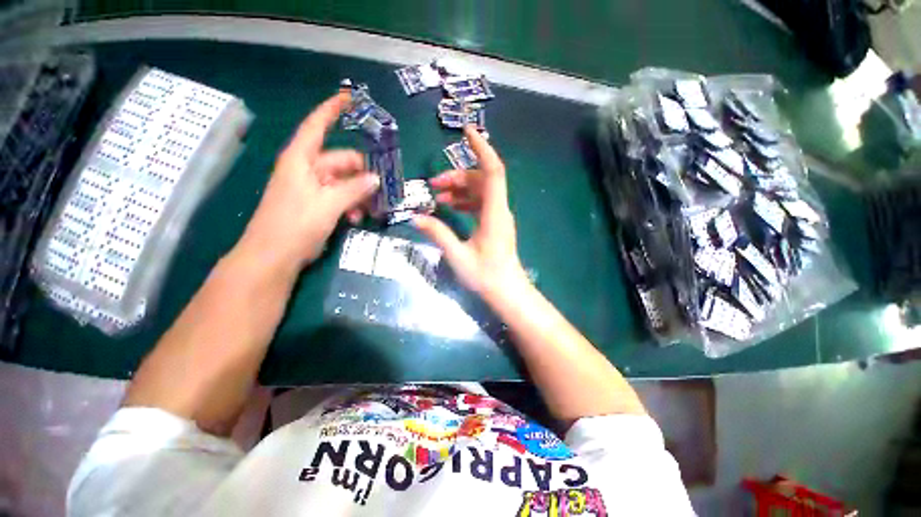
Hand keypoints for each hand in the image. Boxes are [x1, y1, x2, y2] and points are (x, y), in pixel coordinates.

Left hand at [235, 93, 379, 275]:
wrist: (274, 257)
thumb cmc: (295, 225)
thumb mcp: (328, 205)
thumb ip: (354, 189)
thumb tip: (376, 179)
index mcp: (301, 160)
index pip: (317, 126)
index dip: (332, 110)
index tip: (350, 97)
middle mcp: (307, 169)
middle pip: (341, 161)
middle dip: (362, 174)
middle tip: (381, 189)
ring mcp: (312, 188)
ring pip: (344, 182)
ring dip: (358, 194)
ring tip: (369, 211)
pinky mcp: (317, 204)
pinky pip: (340, 197)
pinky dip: (351, 205)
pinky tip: (357, 219)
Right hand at [414, 126, 526, 294]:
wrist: (507, 292)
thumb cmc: (486, 276)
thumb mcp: (457, 256)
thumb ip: (438, 234)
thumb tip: (416, 217)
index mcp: (494, 213)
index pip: (492, 172)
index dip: (482, 149)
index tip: (467, 131)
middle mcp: (499, 209)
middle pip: (481, 180)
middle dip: (457, 176)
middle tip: (433, 184)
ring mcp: (498, 216)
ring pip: (480, 192)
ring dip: (459, 189)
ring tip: (437, 195)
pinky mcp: (494, 224)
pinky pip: (480, 204)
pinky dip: (465, 201)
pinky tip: (450, 206)